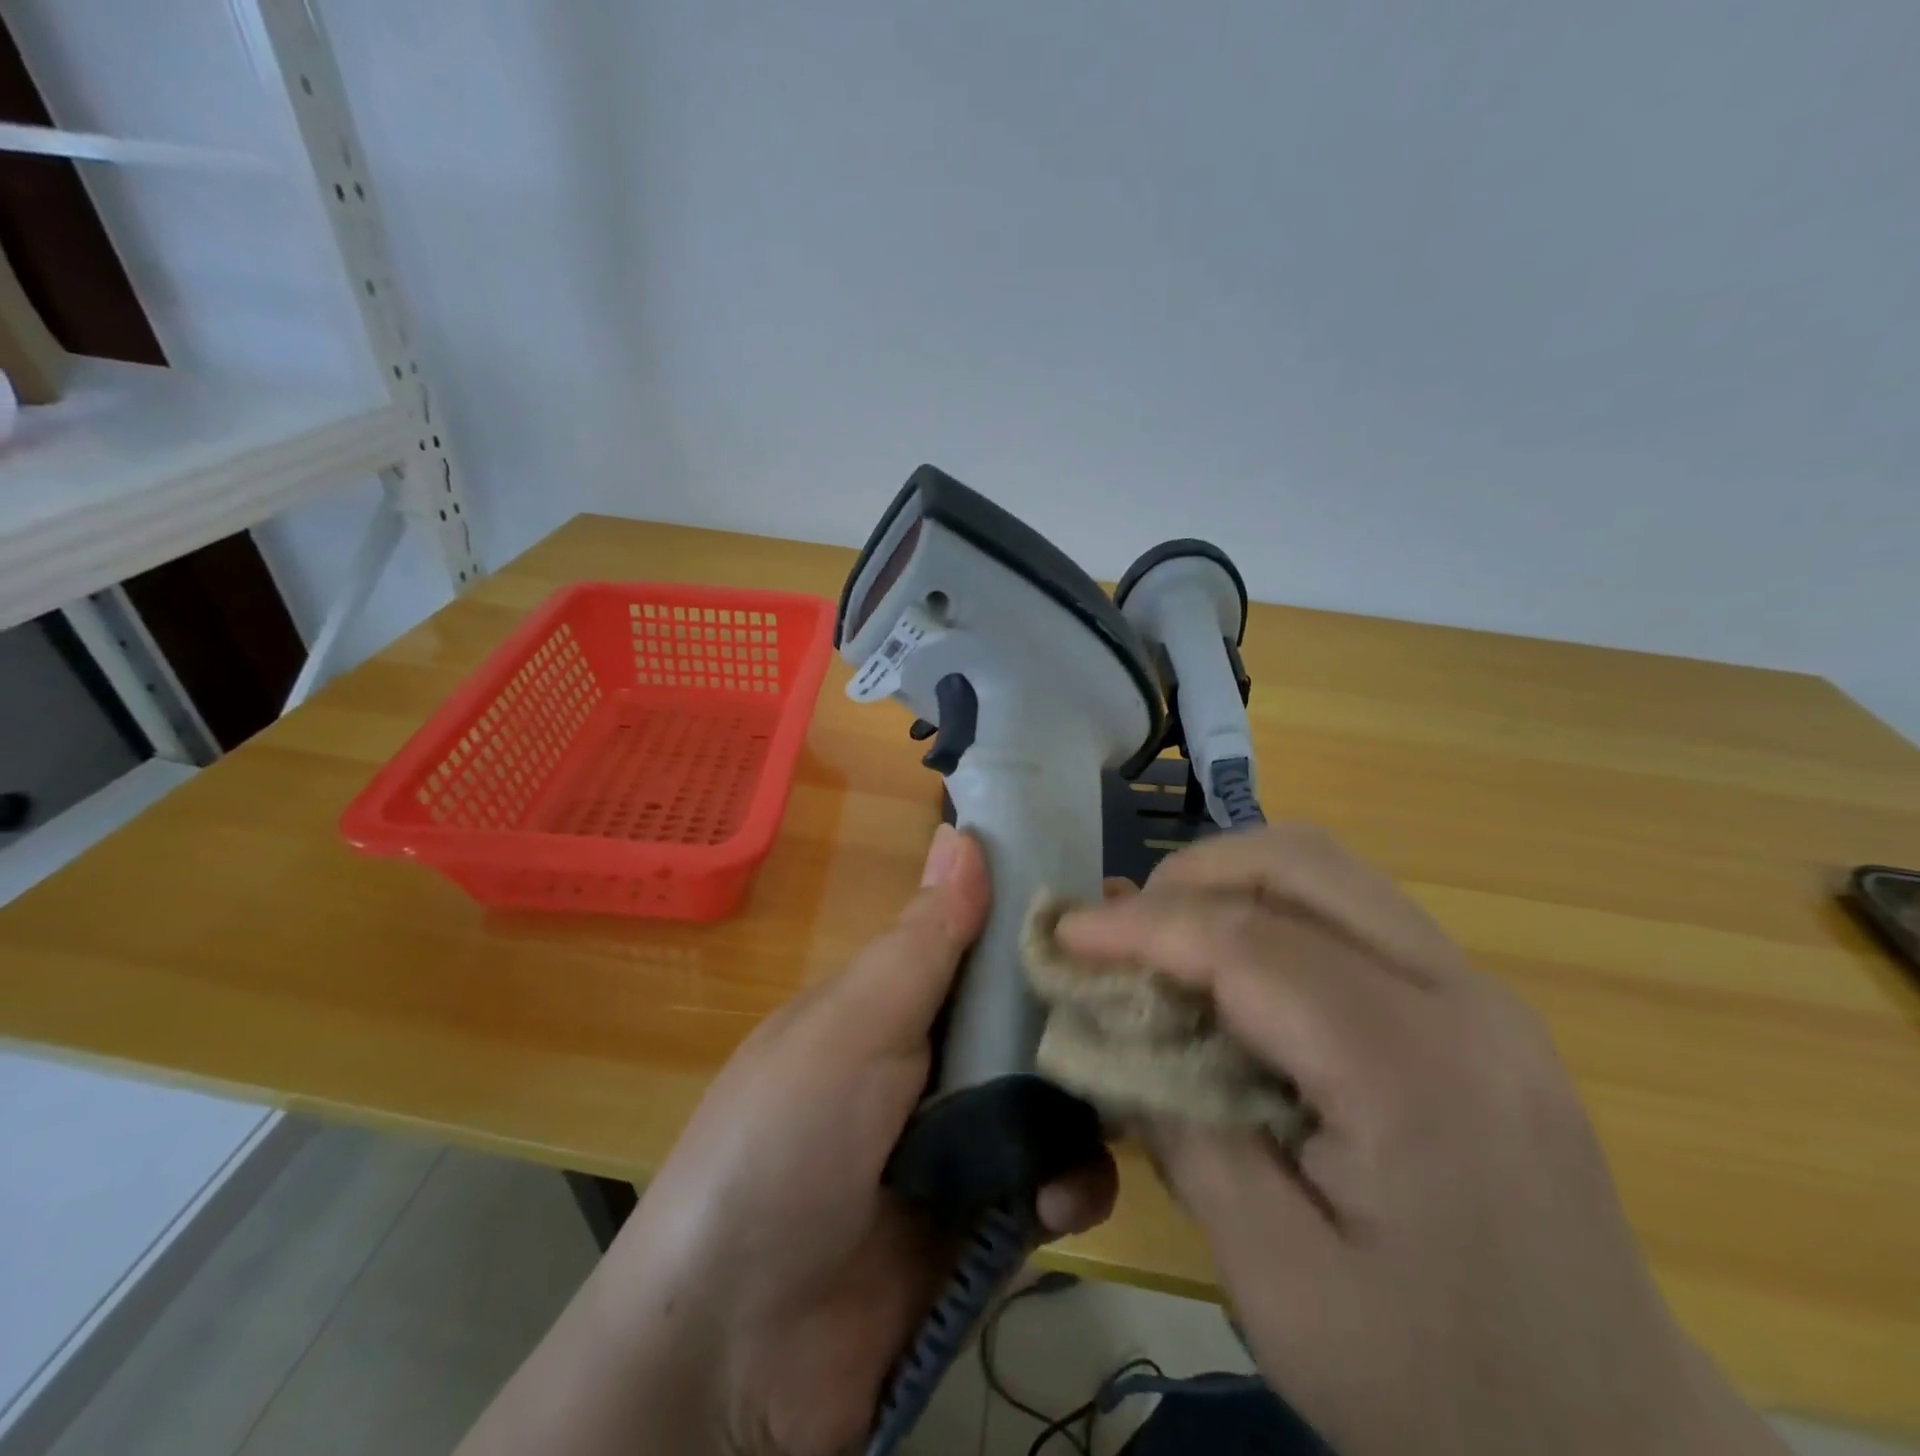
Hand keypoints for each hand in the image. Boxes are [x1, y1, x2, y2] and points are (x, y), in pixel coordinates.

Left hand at [460, 825, 1117, 1455]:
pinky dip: (1069, 1186)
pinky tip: (1058, 1201)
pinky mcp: (989, 1223)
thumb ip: (922, 942)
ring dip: (1086, 1106)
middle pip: (1031, 1020)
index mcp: (897, 1004)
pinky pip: (1055, 1186)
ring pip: (1056, 1098)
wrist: (734, 1352)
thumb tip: (962, 831)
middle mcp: (935, 1063)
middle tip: (1153, 1006)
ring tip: (1112, 1111)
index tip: (1110, 904)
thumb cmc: (785, 1144)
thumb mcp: (851, 1026)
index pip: (985, 945)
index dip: (1042, 925)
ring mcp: (965, 1144)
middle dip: (1084, 1015)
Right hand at [1055, 825, 1785, 1455]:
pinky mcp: (1475, 1004)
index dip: (1141, 925)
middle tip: (1120, 934)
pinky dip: (1270, 911)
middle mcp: (1462, 998)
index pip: (1248, 943)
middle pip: (1299, 864)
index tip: (1064, 933)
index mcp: (1415, 1072)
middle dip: (1187, 878)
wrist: (1615, 1451)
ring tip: (1166, 944)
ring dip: (1227, 884)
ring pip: (1327, 870)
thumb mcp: (1277, 1283)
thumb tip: (1118, 1025)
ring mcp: (1480, 991)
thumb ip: (1184, 1130)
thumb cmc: (1438, 1390)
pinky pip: (1352, 910)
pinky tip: (1234, 972)